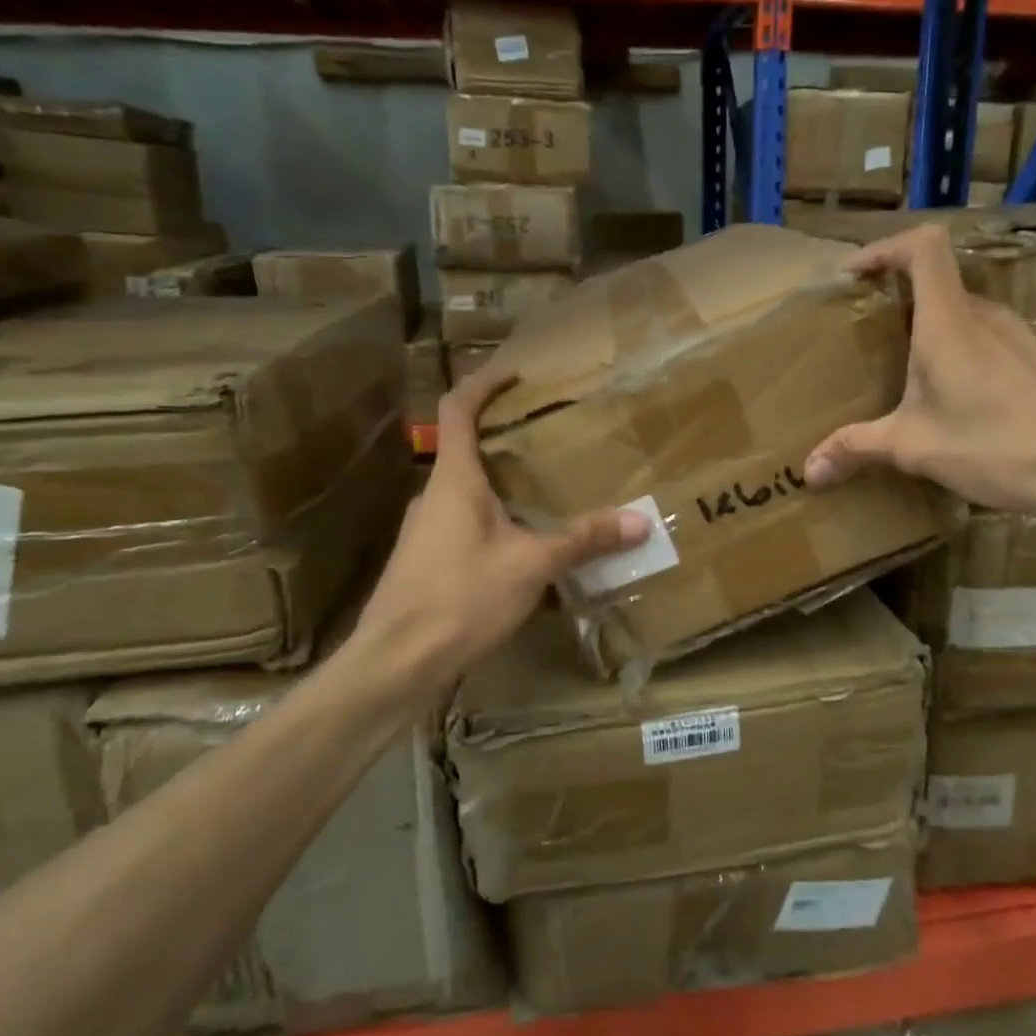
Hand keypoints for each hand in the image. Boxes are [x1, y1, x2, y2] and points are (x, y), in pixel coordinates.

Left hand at [349, 369, 648, 694]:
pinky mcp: (425, 562)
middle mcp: (434, 496)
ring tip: (546, 493)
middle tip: (550, 439)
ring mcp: (425, 530)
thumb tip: (640, 521)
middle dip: (505, 439)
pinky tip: (524, 548)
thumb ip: (584, 539)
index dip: (483, 383)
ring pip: (467, 492)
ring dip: (502, 485)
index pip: (457, 409)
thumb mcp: (532, 565)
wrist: (396, 662)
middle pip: (466, 450)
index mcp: (454, 479)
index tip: (516, 374)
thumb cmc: (461, 597)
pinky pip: (464, 525)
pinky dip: (495, 521)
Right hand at [803, 223, 1035, 520]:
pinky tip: (947, 395)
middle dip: (893, 295)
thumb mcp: (914, 448)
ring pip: (959, 310)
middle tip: (861, 331)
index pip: (923, 246)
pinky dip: (953, 347)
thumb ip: (856, 449)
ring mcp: (1015, 335)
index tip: (852, 275)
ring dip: (924, 325)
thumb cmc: (996, 447)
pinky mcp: (1033, 358)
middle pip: (936, 279)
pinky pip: (982, 335)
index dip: (884, 247)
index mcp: (949, 322)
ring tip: (898, 366)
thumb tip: (808, 472)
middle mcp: (984, 315)